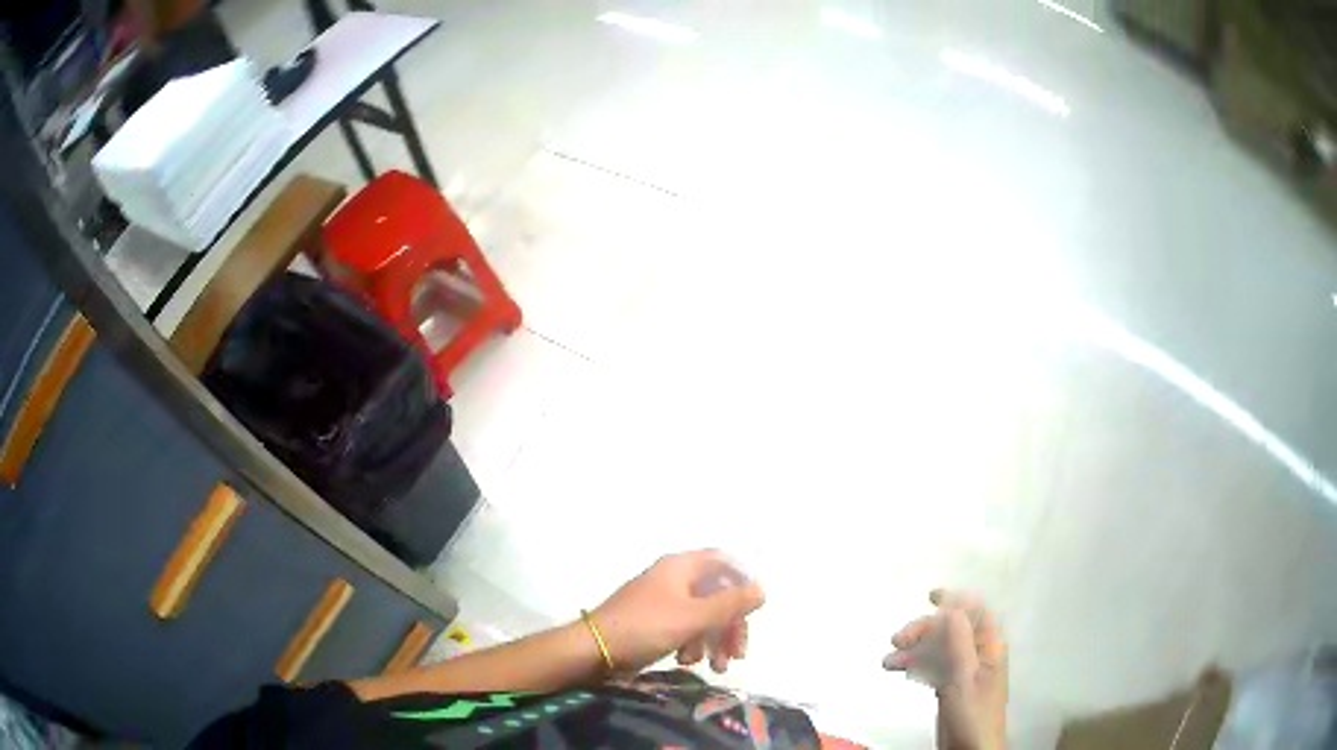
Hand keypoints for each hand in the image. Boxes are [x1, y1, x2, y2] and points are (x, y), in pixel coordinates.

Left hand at [591, 550, 764, 673]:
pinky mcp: (654, 623)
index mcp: (681, 566)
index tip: (755, 609)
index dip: (743, 581)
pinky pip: (684, 628)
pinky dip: (692, 644)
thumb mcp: (693, 617)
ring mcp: (663, 601)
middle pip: (717, 595)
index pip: (724, 561)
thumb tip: (762, 590)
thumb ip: (730, 604)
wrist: (593, 651)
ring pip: (702, 616)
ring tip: (715, 668)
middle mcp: (674, 578)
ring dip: (713, 641)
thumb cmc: (645, 627)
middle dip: (730, 625)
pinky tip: (686, 662)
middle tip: (738, 654)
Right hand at [884, 590, 1007, 749]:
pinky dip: (917, 666)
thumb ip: (959, 643)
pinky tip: (900, 671)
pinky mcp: (952, 687)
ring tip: (888, 662)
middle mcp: (978, 654)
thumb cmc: (972, 713)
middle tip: (897, 639)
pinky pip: (934, 666)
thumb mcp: (964, 677)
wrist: (971, 749)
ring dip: (915, 650)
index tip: (930, 596)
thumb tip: (952, 609)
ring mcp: (964, 671)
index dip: (957, 600)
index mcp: (989, 647)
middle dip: (924, 630)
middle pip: (951, 630)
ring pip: (939, 648)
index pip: (976, 612)